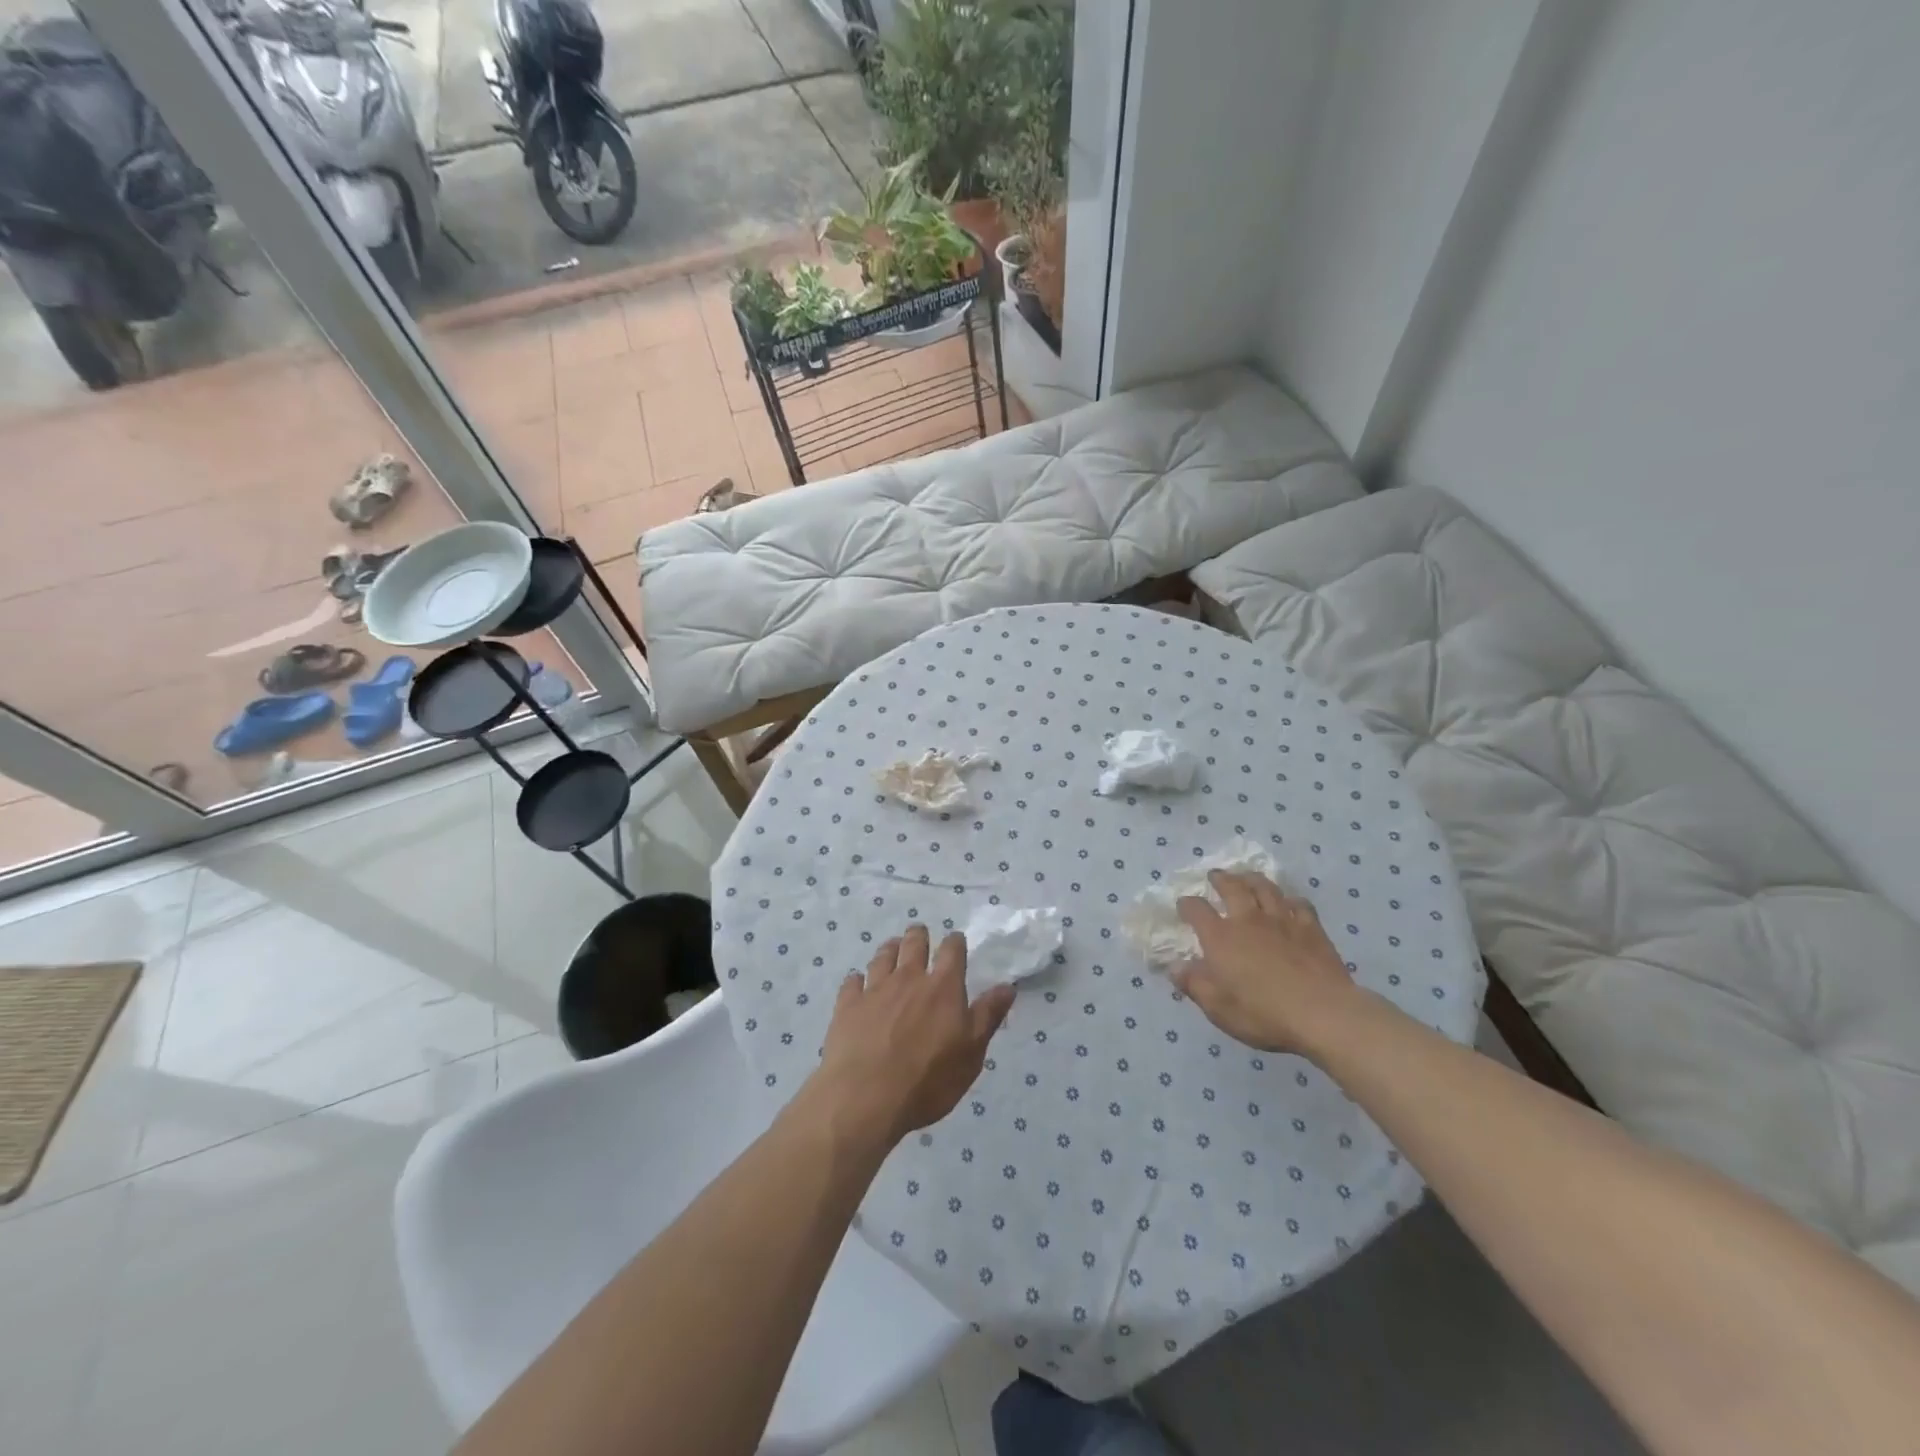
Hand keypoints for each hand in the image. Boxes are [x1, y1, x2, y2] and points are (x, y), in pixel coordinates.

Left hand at [814, 923, 1015, 1148]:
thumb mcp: (971, 1053)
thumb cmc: (928, 1080)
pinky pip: (852, 981)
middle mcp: (909, 978)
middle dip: (919, 936)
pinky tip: (858, 984)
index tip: (956, 942)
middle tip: (920, 937)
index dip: (955, 943)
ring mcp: (875, 989)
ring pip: (883, 955)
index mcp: (943, 987)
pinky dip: (858, 980)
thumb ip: (988, 1016)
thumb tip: (1008, 986)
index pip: (952, 950)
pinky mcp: (848, 1005)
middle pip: (914, 943)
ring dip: (890, 949)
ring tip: (893, 950)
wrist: (866, 1098)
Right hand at [1173, 871, 1363, 1055]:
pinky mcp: (1311, 928)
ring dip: (1252, 879)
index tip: (1183, 905)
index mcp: (1221, 938)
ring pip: (1265, 888)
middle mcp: (1248, 920)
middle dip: (1220, 879)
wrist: (1323, 1014)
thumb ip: (1194, 984)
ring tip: (1247, 877)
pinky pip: (1299, 904)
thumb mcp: (1218, 1008)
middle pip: (1232, 887)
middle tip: (1215, 875)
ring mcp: (1282, 920)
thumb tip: (1175, 967)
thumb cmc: (1264, 1014)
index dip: (1187, 904)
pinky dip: (1290, 900)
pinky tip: (1289, 903)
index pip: (1197, 910)